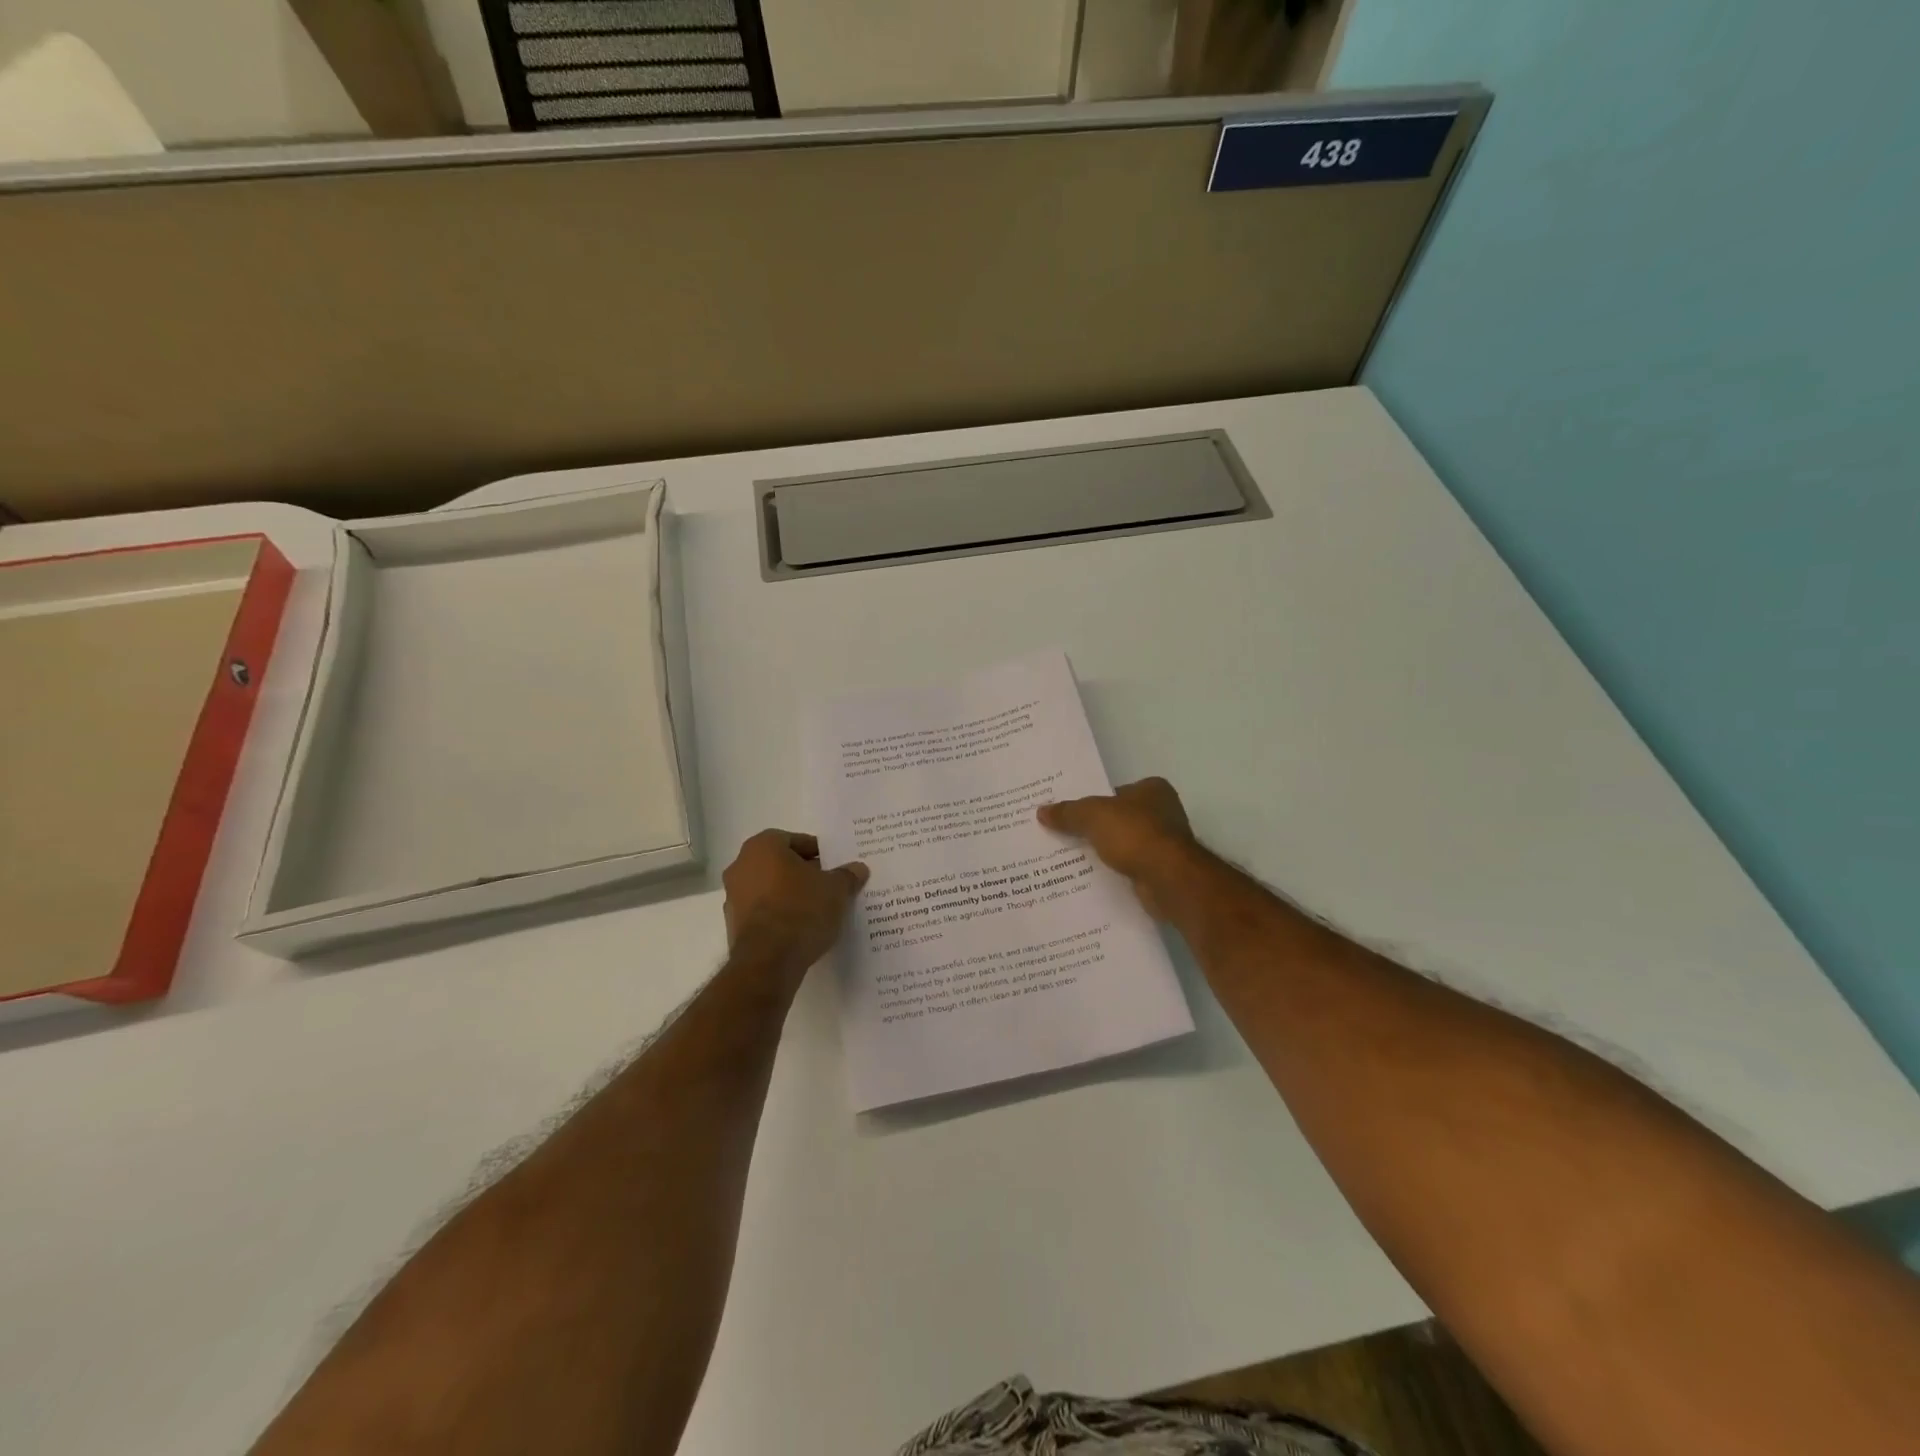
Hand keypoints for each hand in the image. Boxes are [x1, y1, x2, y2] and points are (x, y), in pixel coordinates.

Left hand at [722, 830, 868, 979]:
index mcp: (762, 847)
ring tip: (817, 909)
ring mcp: (733, 898)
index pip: (794, 840)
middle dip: (802, 873)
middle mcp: (741, 866)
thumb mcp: (836, 889)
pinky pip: (762, 912)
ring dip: (789, 894)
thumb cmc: (801, 910)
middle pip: (779, 864)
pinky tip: (800, 928)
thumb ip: (847, 875)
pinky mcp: (733, 926)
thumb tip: (857, 869)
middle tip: (828, 885)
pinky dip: (778, 915)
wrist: (769, 960)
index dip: (816, 852)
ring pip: (768, 888)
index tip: (833, 865)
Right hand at [1037, 777, 1199, 921]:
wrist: (1167, 879)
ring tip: (1070, 858)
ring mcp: (1165, 844)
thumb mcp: (1092, 816)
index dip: (1091, 801)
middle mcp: (1163, 812)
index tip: (1068, 814)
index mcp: (1153, 789)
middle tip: (1063, 835)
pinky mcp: (1162, 870)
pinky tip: (1091, 877)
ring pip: (1124, 844)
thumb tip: (1042, 811)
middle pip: (1118, 818)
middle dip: (1095, 828)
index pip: (1114, 792)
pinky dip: (1114, 871)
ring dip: (1104, 851)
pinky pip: (1129, 866)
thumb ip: (1068, 812)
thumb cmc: (1134, 834)